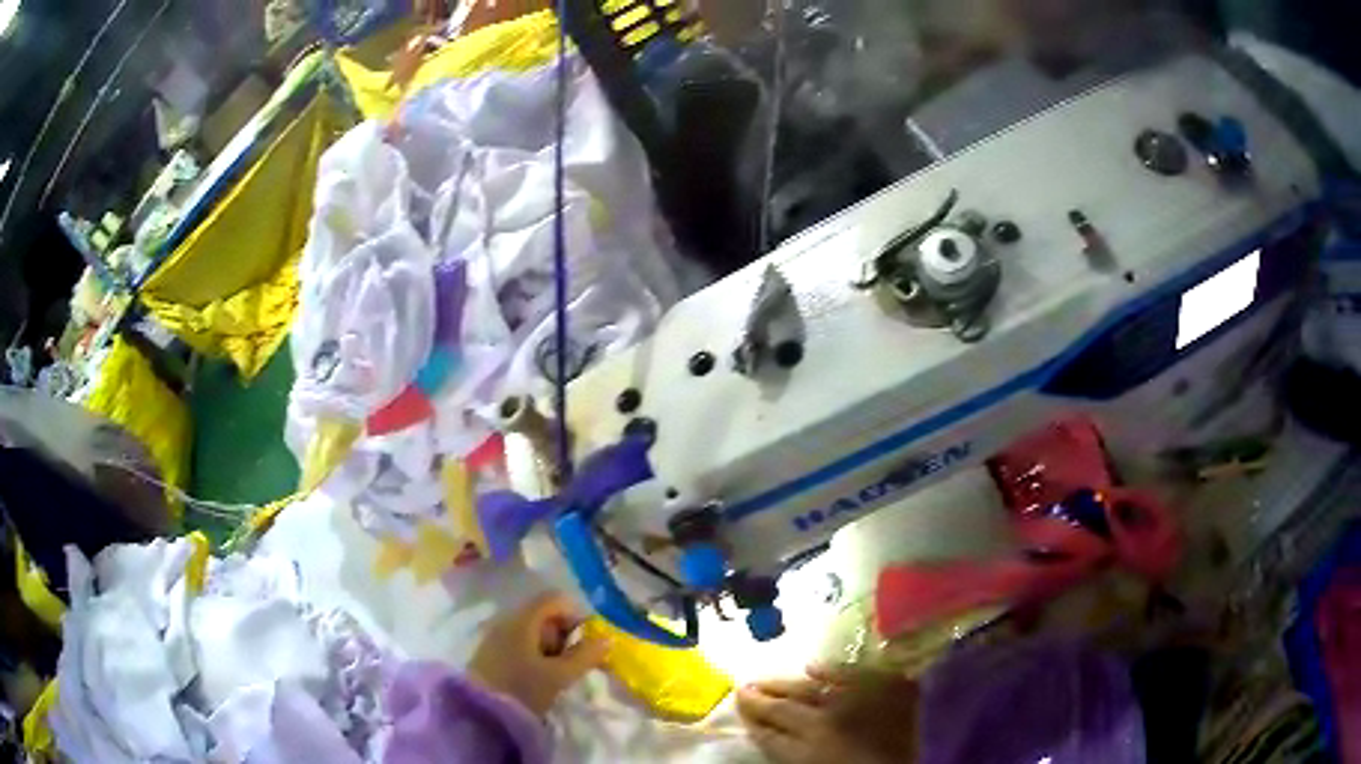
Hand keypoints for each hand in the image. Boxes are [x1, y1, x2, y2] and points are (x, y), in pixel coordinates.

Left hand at [468, 591, 606, 716]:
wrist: (478, 713)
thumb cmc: (521, 689)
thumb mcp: (559, 676)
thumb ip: (585, 656)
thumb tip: (607, 638)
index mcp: (523, 619)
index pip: (555, 599)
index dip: (576, 615)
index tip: (587, 642)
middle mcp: (507, 620)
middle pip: (544, 614)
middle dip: (565, 635)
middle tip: (574, 663)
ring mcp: (496, 636)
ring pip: (533, 631)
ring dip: (551, 648)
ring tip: (557, 674)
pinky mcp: (490, 653)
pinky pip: (520, 644)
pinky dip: (536, 655)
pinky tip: (538, 678)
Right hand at [737, 664, 919, 763]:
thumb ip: (799, 755)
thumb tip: (780, 739)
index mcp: (807, 754)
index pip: (769, 736)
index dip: (752, 721)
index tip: (737, 705)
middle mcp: (823, 726)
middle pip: (783, 710)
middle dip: (760, 700)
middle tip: (743, 687)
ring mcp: (855, 705)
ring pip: (809, 691)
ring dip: (784, 684)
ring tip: (766, 678)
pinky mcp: (884, 690)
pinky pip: (852, 675)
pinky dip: (831, 671)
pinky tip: (813, 667)